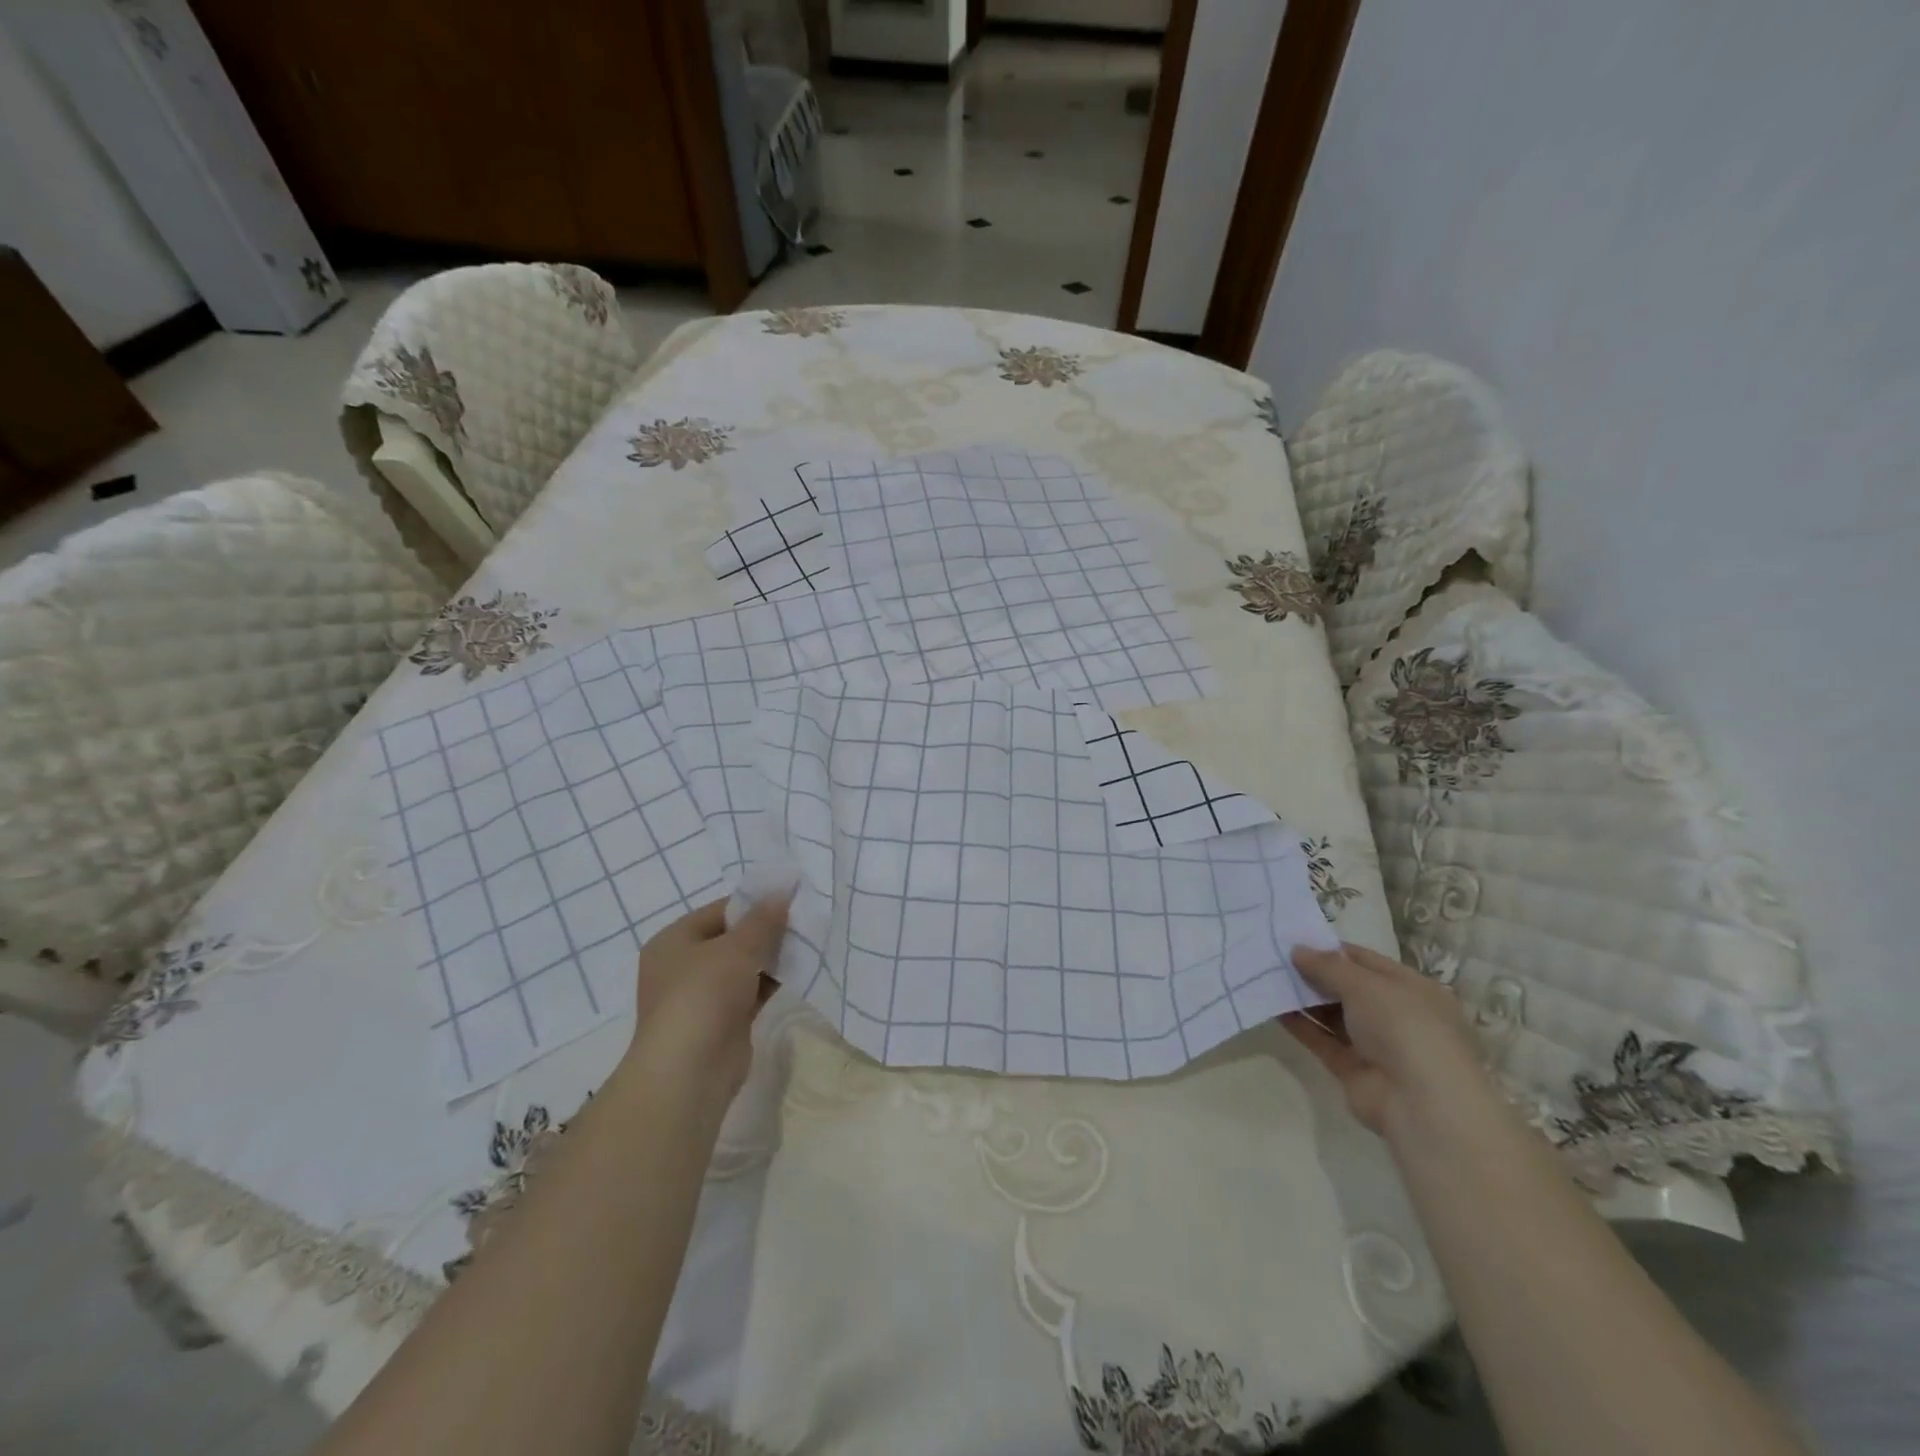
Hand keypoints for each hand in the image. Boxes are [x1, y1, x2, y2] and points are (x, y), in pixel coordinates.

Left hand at [622, 895, 789, 1104]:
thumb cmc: (703, 995)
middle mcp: (683, 966)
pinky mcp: (723, 1021)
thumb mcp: (736, 948)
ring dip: (772, 957)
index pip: (719, 911)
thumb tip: (782, 892)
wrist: (690, 1071)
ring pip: (743, 966)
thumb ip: (762, 920)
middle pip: (731, 938)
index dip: (754, 903)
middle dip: (766, 930)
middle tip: (804, 919)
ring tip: (809, 942)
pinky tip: (800, 971)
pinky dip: (772, 982)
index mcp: (673, 941)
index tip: (790, 897)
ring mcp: (703, 996)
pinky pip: (752, 991)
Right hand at [1284, 942, 1497, 1139]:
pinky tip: (1273, 1007)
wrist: (1420, 1103)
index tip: (1294, 938)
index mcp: (1412, 989)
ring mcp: (1374, 1044)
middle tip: (1274, 955)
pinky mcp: (1352, 1068)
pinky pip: (1321, 1039)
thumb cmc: (1403, 1028)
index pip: (1366, 961)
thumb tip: (1297, 950)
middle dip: (1313, 972)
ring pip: (1332, 1014)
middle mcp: (1396, 1014)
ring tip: (1267, 977)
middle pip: (1347, 987)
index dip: (1331, 949)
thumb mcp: (1365, 984)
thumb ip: (1328, 965)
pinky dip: (1299, 1024)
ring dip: (1303, 997)